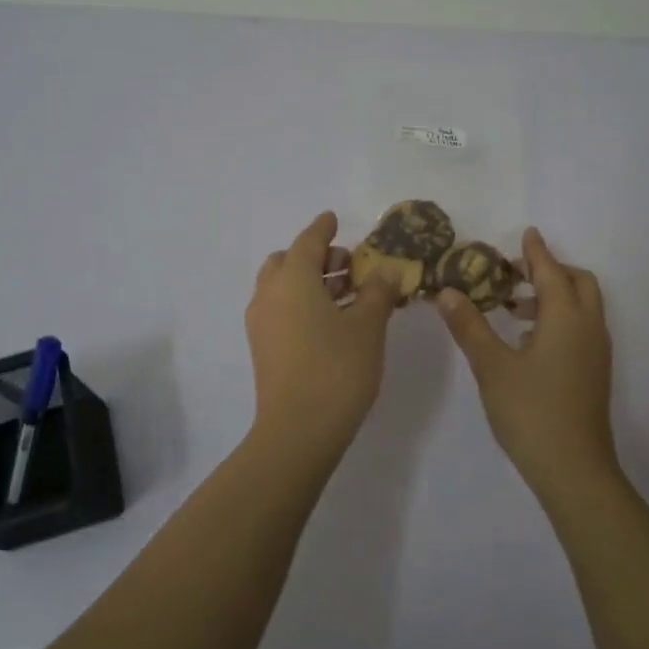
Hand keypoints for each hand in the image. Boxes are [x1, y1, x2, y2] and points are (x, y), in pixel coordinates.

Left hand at [245, 212, 399, 456]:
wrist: (298, 430)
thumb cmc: (337, 368)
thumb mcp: (368, 326)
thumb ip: (378, 291)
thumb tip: (387, 270)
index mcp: (292, 279)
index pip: (307, 241)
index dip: (323, 228)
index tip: (333, 218)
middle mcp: (269, 294)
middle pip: (288, 262)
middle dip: (315, 257)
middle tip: (347, 266)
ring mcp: (261, 323)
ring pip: (282, 287)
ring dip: (309, 281)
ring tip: (347, 293)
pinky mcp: (263, 348)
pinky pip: (280, 310)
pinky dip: (301, 303)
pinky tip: (331, 321)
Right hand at [434, 227, 617, 499]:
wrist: (574, 469)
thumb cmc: (531, 412)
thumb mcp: (492, 367)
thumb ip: (470, 326)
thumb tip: (447, 292)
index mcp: (566, 319)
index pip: (551, 272)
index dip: (536, 252)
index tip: (526, 233)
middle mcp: (589, 328)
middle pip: (578, 283)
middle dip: (551, 271)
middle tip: (515, 275)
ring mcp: (596, 352)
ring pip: (582, 307)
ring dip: (554, 296)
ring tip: (515, 308)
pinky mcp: (594, 373)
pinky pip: (582, 328)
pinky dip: (560, 318)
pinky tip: (529, 341)